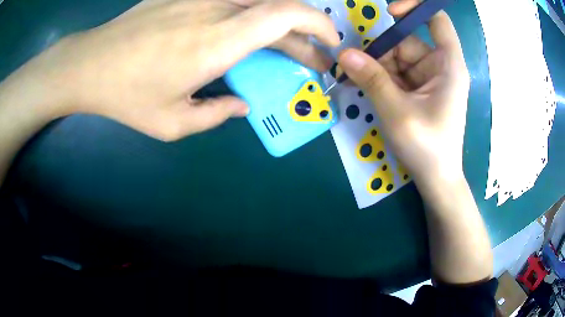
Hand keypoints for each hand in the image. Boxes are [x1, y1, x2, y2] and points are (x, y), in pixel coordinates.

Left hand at [18, 0, 338, 140]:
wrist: (90, 64)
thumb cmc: (126, 96)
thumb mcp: (172, 123)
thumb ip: (216, 114)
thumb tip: (243, 105)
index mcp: (215, 42)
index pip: (285, 15)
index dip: (317, 23)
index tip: (330, 42)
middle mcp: (214, 9)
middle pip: (278, 8)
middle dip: (304, 34)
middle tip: (312, 60)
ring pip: (258, 1)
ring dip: (281, 24)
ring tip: (285, 48)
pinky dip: (252, 14)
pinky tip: (246, 30)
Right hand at [338, 0, 469, 182]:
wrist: (436, 179)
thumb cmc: (427, 148)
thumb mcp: (397, 112)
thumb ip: (372, 80)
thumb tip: (343, 54)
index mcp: (448, 65)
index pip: (437, 20)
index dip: (414, 8)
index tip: (389, 13)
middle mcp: (438, 65)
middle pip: (406, 40)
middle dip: (380, 51)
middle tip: (354, 67)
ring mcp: (427, 77)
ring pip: (396, 57)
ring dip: (375, 67)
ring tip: (357, 82)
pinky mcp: (417, 88)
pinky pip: (394, 72)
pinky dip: (378, 77)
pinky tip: (365, 88)